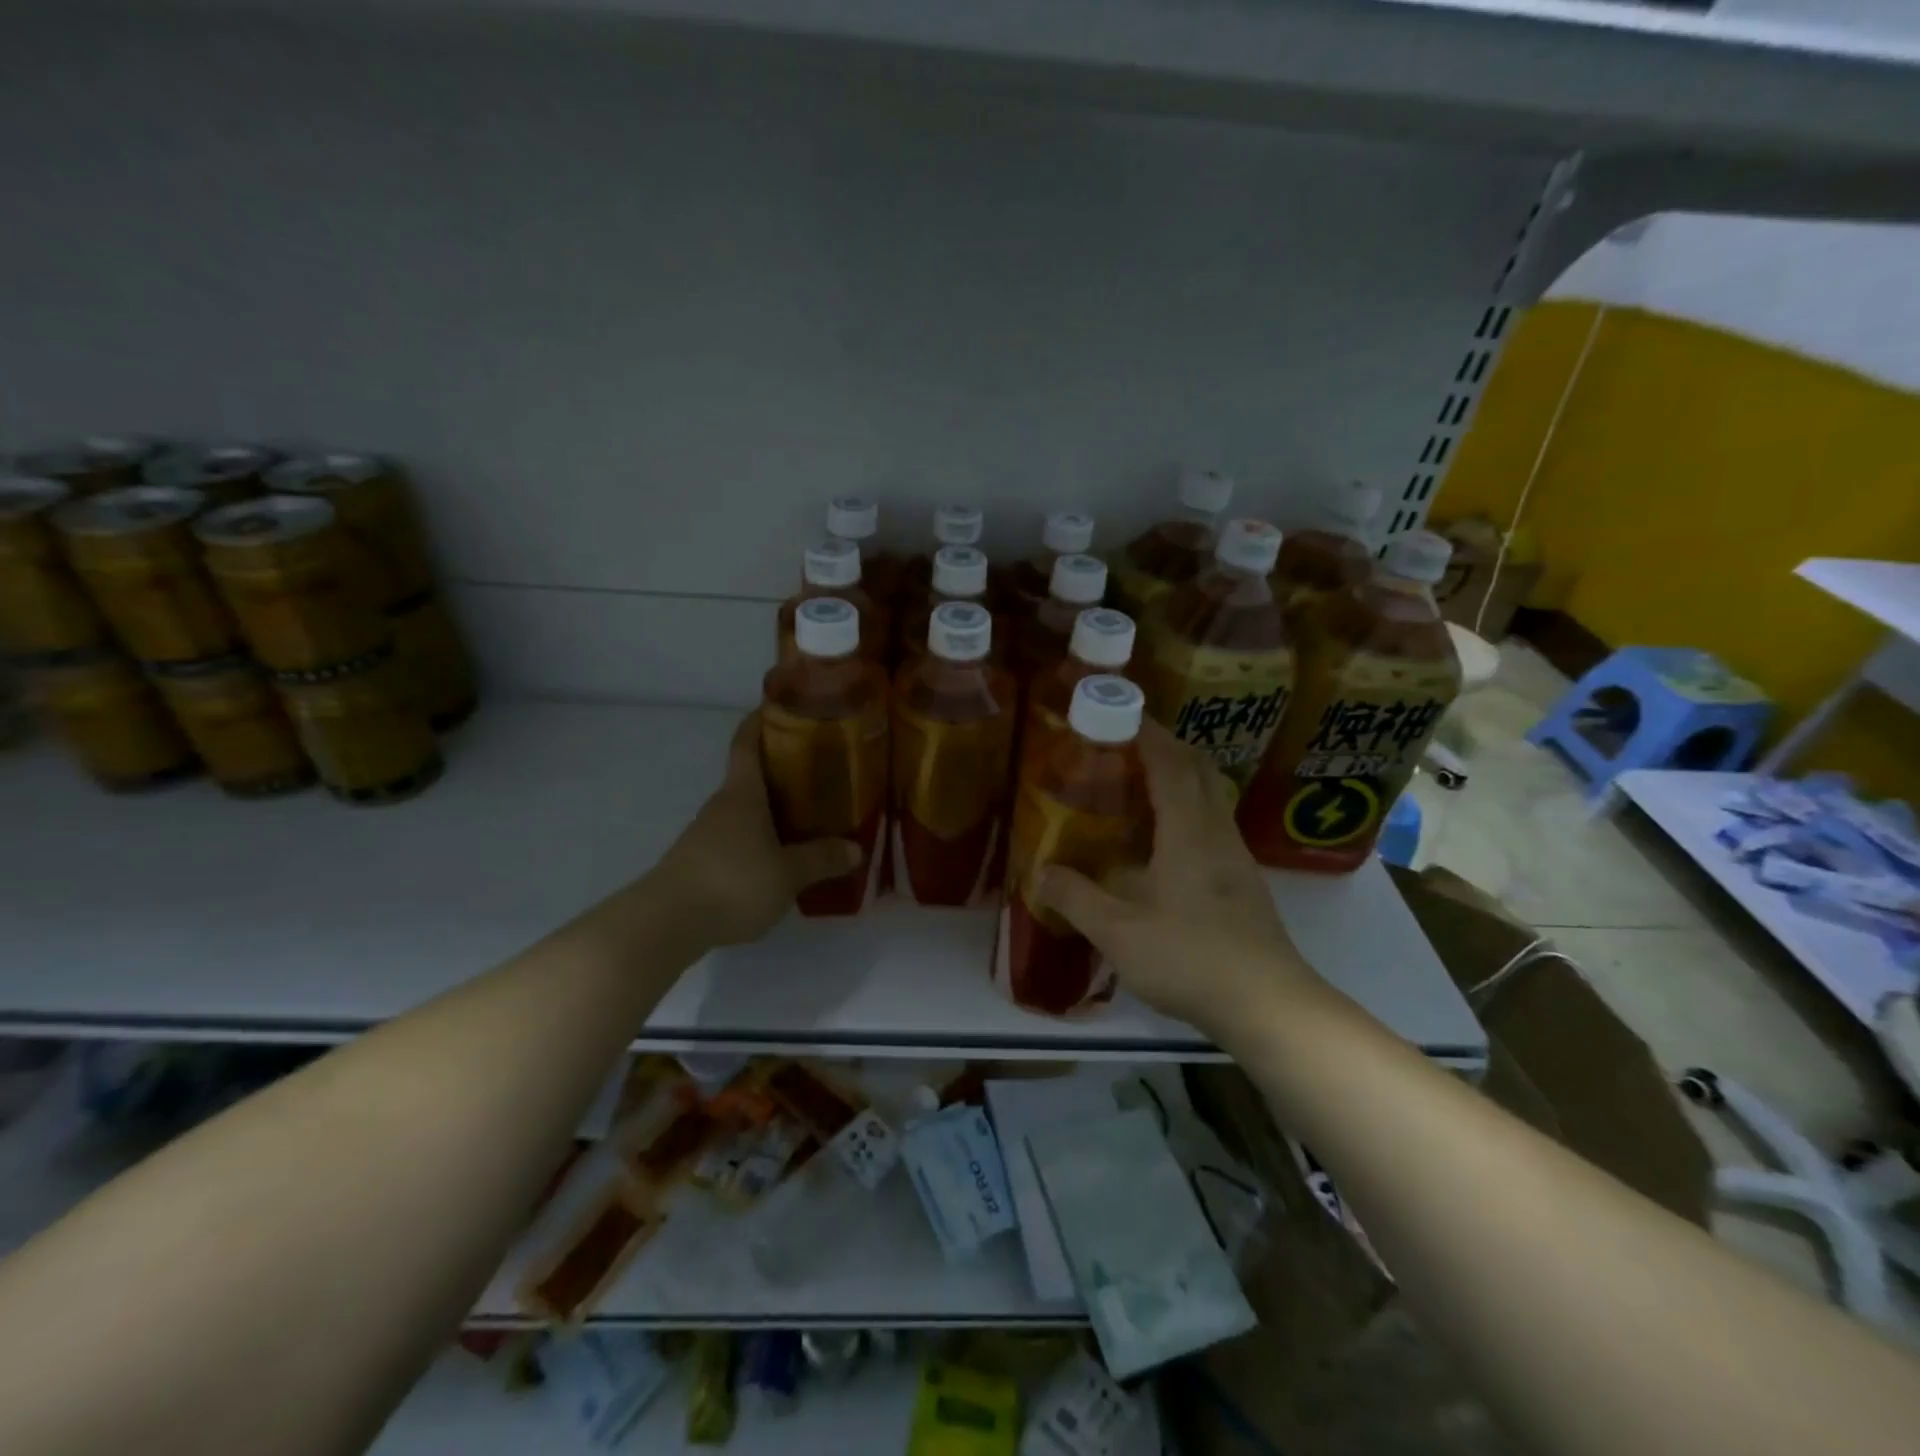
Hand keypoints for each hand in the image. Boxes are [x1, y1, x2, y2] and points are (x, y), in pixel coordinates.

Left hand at [652, 712, 860, 947]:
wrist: (666, 923)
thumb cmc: (733, 881)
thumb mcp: (788, 873)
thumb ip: (821, 859)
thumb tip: (856, 849)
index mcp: (743, 794)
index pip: (747, 743)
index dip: (761, 720)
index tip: (780, 706)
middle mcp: (722, 806)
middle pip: (751, 776)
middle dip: (781, 770)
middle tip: (819, 771)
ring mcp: (707, 834)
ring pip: (745, 811)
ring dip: (772, 809)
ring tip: (808, 817)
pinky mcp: (700, 863)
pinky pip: (737, 839)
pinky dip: (759, 839)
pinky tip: (780, 858)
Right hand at [1036, 720, 1319, 1038]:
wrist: (1268, 1005)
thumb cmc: (1190, 959)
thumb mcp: (1118, 933)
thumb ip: (1076, 899)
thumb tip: (1040, 874)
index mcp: (1188, 831)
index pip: (1170, 763)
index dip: (1146, 733)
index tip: (1119, 713)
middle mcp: (1216, 832)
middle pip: (1199, 769)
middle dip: (1165, 746)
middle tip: (1125, 745)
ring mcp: (1235, 856)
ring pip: (1210, 796)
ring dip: (1179, 777)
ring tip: (1137, 786)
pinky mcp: (1242, 881)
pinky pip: (1212, 823)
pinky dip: (1187, 809)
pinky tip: (1162, 840)